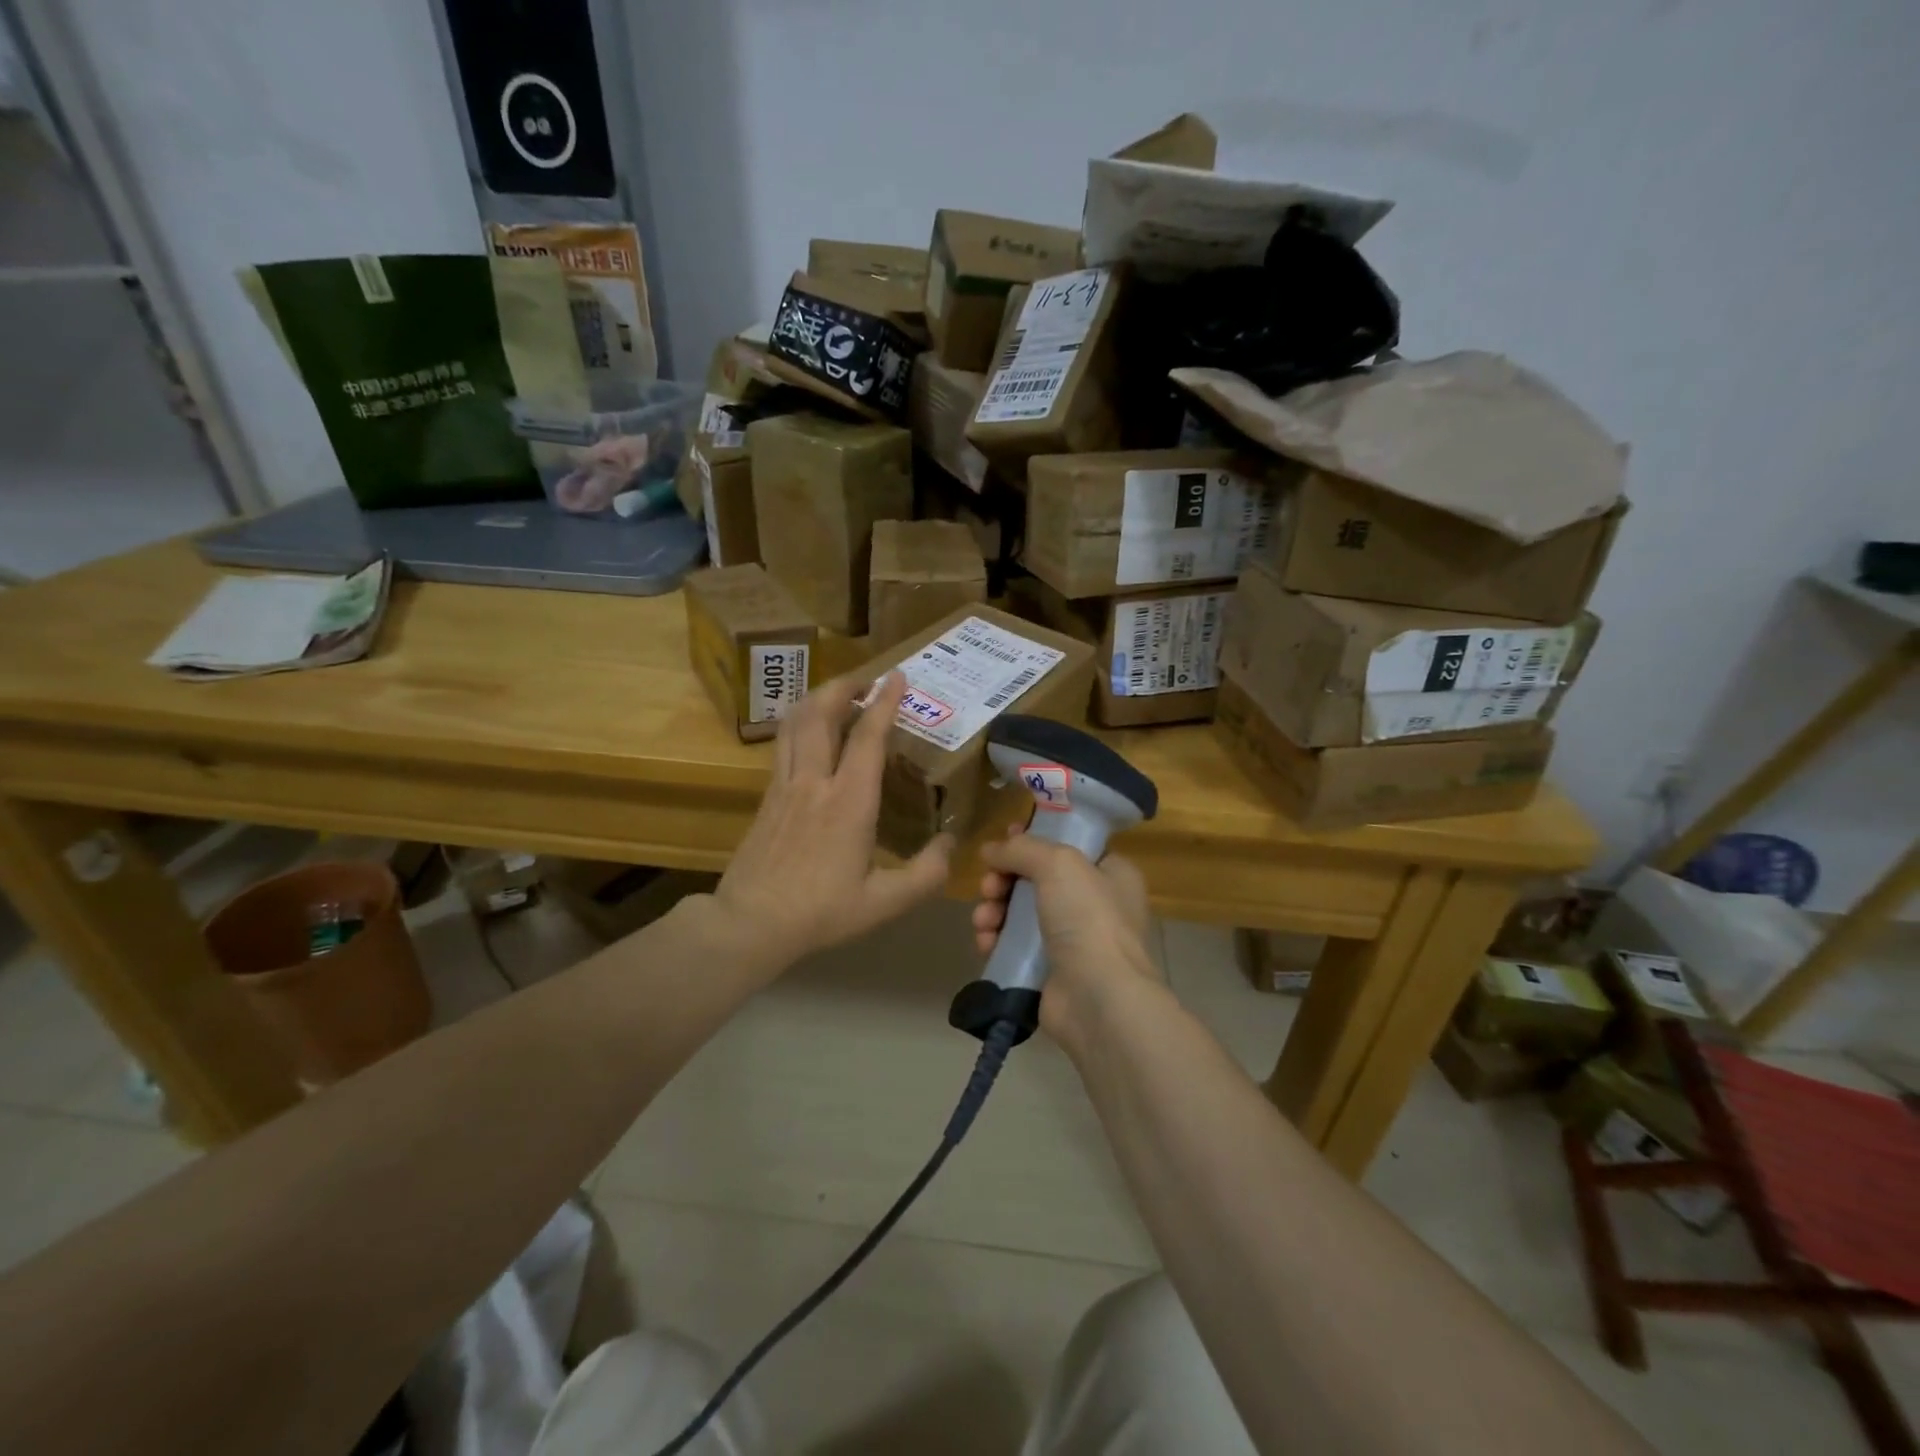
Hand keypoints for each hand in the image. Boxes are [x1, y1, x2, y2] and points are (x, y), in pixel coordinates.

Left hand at [714, 671, 952, 971]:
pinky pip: (783, 743)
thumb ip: (926, 873)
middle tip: (865, 678)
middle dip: (843, 686)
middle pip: (822, 714)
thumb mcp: (884, 902)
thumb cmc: (821, 912)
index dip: (885, 702)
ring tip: (837, 693)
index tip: (898, 676)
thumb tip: (952, 843)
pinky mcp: (767, 796)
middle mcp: (814, 782)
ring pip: (796, 723)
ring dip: (817, 699)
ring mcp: (785, 786)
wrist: (750, 923)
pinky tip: (808, 730)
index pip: (867, 737)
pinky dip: (799, 722)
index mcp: (849, 802)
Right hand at [970, 823, 1163, 1052]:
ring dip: (994, 910)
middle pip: (1036, 878)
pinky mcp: (1050, 970)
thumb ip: (1022, 848)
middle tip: (989, 886)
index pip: (1068, 845)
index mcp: (1111, 872)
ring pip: (1020, 912)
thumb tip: (990, 849)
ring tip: (984, 920)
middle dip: (1004, 879)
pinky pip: (1014, 946)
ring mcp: (1073, 940)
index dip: (1034, 840)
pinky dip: (996, 940)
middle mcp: (1095, 904)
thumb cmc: (1088, 919)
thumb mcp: (1058, 864)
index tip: (1004, 839)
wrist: (1098, 999)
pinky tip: (985, 942)